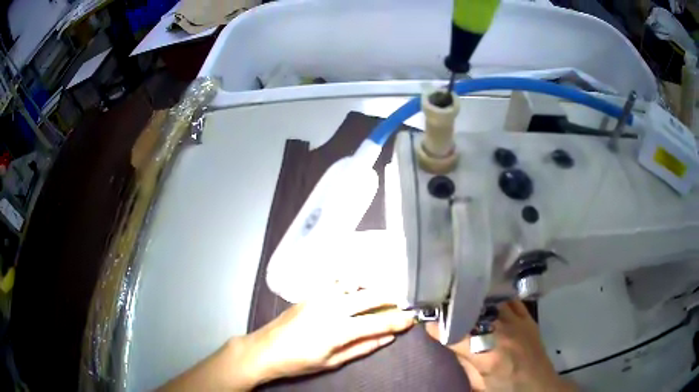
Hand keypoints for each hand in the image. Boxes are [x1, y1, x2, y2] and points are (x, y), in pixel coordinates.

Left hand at [242, 290, 414, 384]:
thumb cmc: (299, 361)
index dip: (397, 321)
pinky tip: (358, 288)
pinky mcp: (311, 293)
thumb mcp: (333, 361)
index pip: (376, 323)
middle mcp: (331, 307)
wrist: (265, 349)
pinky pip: (337, 282)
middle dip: (390, 298)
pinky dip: (353, 282)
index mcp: (337, 330)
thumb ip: (362, 348)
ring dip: (372, 287)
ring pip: (354, 284)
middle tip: (401, 303)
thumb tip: (387, 338)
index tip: (412, 319)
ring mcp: (320, 296)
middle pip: (369, 296)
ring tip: (382, 295)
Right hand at [426, 300, 575, 391]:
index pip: (457, 336)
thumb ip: (464, 362)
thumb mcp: (479, 384)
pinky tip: (486, 296)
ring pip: (491, 302)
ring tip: (461, 297)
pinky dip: (496, 298)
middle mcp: (503, 333)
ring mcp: (518, 322)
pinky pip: (510, 300)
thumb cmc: (506, 389)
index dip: (438, 328)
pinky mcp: (528, 317)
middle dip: (454, 308)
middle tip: (440, 305)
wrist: (539, 385)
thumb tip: (450, 342)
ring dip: (474, 300)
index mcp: (488, 355)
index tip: (426, 321)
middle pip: (474, 313)